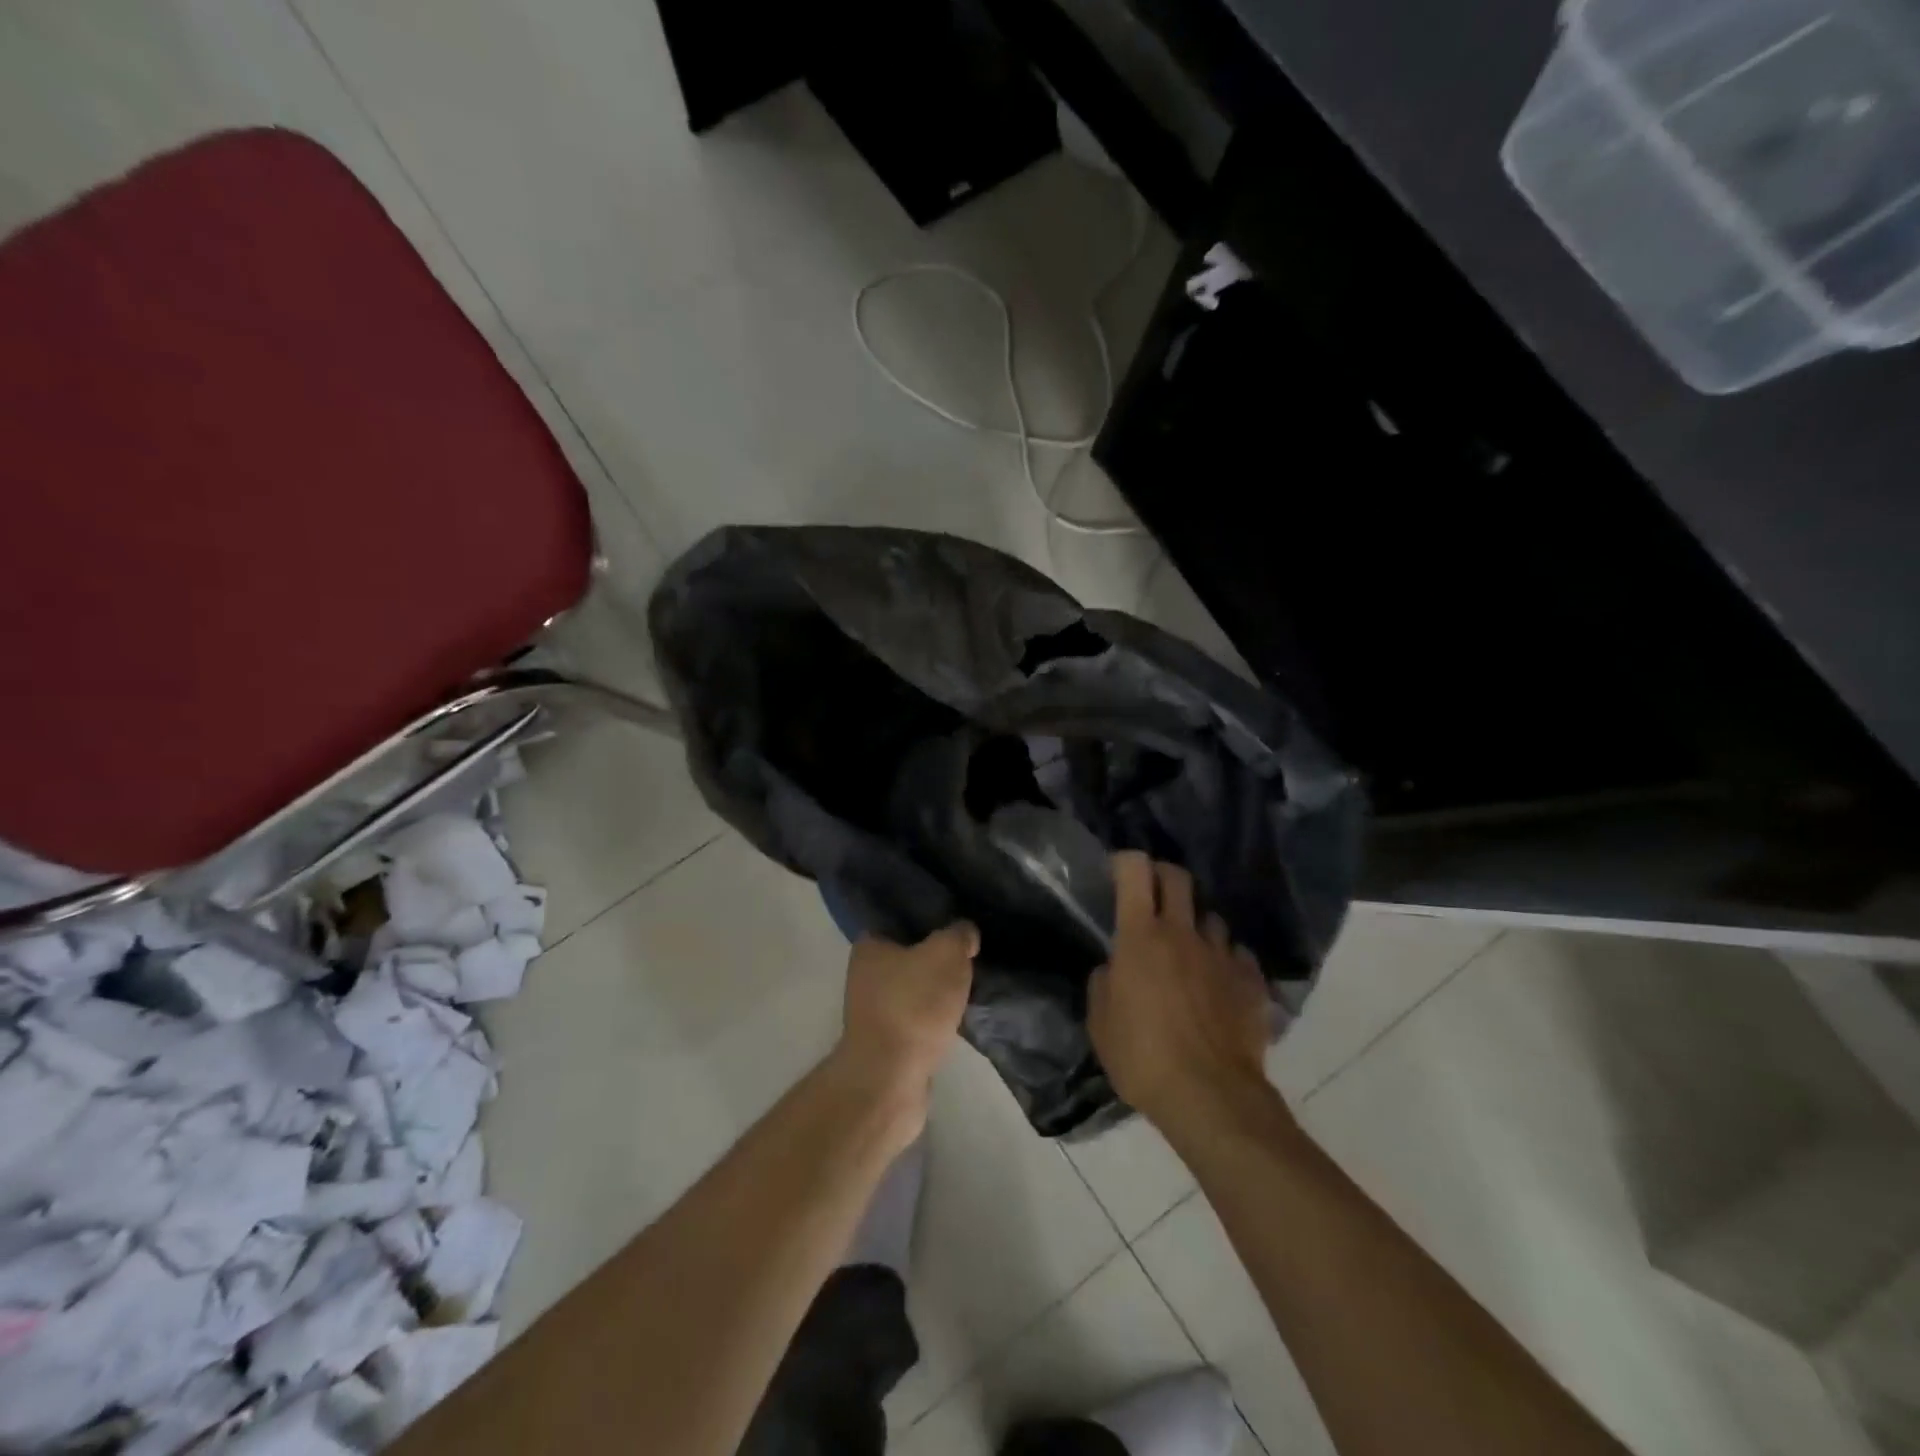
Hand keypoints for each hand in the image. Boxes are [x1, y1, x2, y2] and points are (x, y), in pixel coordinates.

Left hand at [834, 922, 978, 1118]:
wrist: (890, 1079)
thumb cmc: (913, 1004)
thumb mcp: (946, 953)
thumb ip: (958, 934)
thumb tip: (965, 934)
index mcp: (870, 948)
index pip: (899, 923)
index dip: (928, 922)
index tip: (956, 928)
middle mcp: (865, 977)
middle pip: (910, 959)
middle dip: (937, 960)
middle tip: (970, 959)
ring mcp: (875, 1014)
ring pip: (916, 992)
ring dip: (938, 995)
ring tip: (970, 990)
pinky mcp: (889, 1045)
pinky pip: (919, 1022)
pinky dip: (936, 1022)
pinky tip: (959, 1021)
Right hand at [1089, 853, 1276, 1132]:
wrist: (1211, 1097)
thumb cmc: (1142, 1057)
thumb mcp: (1100, 1023)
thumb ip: (1104, 983)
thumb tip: (1114, 969)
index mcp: (1141, 936)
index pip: (1135, 871)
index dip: (1125, 861)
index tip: (1117, 871)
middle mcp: (1183, 933)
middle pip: (1178, 878)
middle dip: (1163, 876)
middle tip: (1153, 895)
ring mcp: (1222, 955)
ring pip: (1211, 917)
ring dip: (1196, 924)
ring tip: (1189, 948)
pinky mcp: (1251, 980)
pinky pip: (1237, 954)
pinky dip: (1226, 959)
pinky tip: (1219, 982)